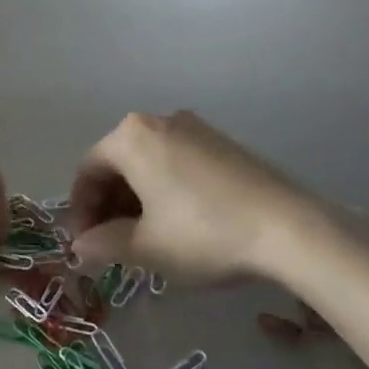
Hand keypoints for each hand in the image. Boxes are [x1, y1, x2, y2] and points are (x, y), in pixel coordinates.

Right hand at [67, 111, 368, 287]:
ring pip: (148, 163)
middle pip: (118, 163)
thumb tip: (79, 247)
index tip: (84, 244)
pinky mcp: (223, 143)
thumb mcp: (146, 247)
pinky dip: (165, 190)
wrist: (289, 227)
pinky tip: (177, 223)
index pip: (88, 170)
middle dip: (108, 204)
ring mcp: (196, 128)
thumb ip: (103, 244)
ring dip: (136, 199)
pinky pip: (177, 162)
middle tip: (111, 244)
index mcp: (131, 137)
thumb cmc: (203, 233)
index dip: (80, 210)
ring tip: (143, 238)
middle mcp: (160, 121)